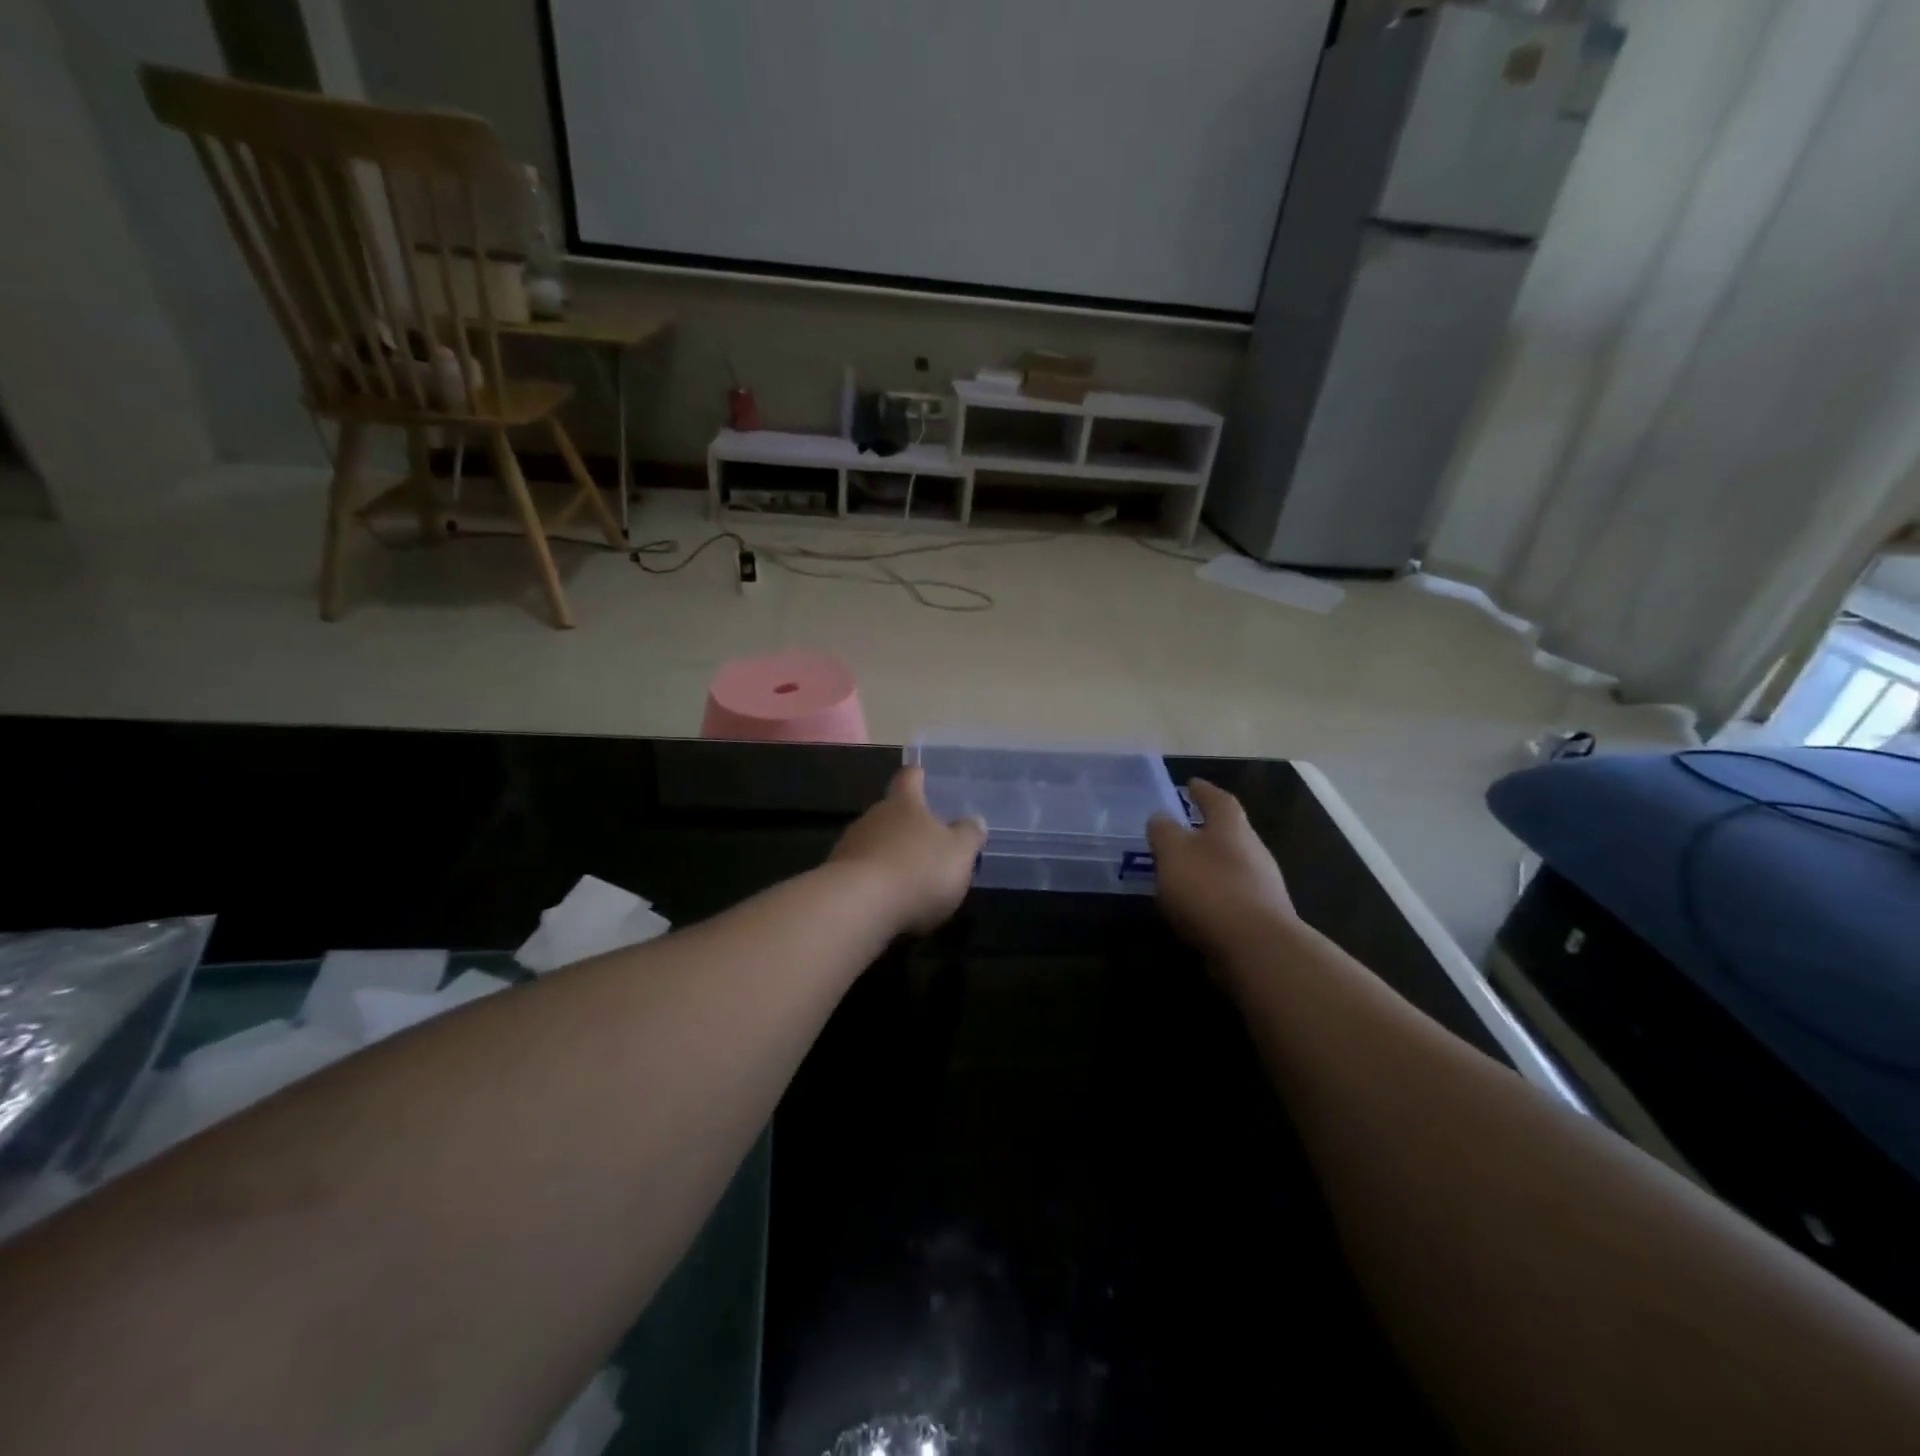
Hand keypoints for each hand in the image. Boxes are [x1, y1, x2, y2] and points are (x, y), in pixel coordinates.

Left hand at [829, 767, 986, 934]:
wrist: (858, 906)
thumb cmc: (918, 870)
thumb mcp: (959, 853)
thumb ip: (968, 836)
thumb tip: (974, 821)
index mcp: (904, 803)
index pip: (910, 778)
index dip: (918, 777)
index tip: (923, 777)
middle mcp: (873, 816)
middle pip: (890, 812)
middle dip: (906, 825)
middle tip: (927, 841)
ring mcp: (850, 845)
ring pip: (873, 842)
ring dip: (889, 855)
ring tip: (909, 878)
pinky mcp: (836, 877)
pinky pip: (861, 872)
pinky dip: (875, 881)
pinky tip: (887, 901)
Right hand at [1147, 779, 1296, 956]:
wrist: (1256, 949)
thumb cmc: (1210, 888)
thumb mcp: (1173, 853)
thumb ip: (1164, 832)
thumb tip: (1161, 817)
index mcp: (1232, 827)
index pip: (1218, 800)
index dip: (1203, 791)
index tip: (1190, 783)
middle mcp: (1253, 850)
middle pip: (1230, 832)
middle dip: (1206, 830)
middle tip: (1182, 830)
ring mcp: (1262, 885)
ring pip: (1232, 865)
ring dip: (1209, 865)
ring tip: (1182, 872)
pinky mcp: (1261, 917)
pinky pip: (1232, 896)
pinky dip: (1213, 894)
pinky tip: (1195, 906)